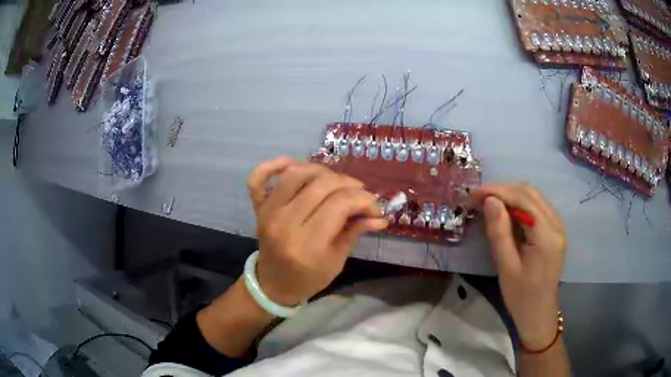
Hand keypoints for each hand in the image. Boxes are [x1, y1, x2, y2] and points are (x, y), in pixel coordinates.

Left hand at [246, 157, 387, 306]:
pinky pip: (258, 179)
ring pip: (296, 175)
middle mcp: (285, 224)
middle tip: (361, 193)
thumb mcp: (337, 261)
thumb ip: (355, 231)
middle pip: (321, 186)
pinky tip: (291, 163)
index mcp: (307, 245)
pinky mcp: (259, 208)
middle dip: (348, 184)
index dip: (363, 200)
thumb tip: (379, 215)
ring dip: (322, 171)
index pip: (339, 205)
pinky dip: (273, 165)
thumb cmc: (308, 278)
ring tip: (337, 181)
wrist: (274, 284)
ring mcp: (268, 213)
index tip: (375, 206)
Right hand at [470, 184, 565, 348]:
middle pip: (530, 193)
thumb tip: (489, 200)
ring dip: (511, 196)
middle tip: (478, 198)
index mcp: (547, 236)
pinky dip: (519, 204)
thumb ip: (499, 232)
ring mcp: (558, 226)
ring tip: (488, 203)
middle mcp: (557, 225)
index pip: (524, 200)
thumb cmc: (521, 297)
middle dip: (503, 191)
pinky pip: (536, 207)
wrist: (539, 313)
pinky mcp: (554, 230)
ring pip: (533, 197)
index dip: (498, 191)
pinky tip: (505, 212)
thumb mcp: (506, 267)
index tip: (474, 194)